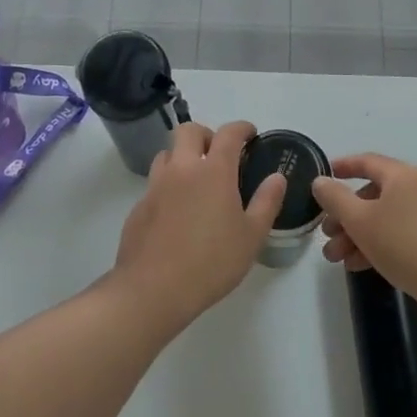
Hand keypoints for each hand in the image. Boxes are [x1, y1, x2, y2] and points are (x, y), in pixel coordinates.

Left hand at [110, 119, 285, 334]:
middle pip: (189, 130)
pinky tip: (177, 212)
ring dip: (183, 156)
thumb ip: (266, 202)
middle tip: (219, 154)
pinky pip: (155, 182)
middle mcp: (182, 169)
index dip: (242, 128)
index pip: (228, 133)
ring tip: (196, 180)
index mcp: (213, 171)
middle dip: (207, 134)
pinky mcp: (139, 205)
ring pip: (167, 153)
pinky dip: (168, 184)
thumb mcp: (251, 236)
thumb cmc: (211, 262)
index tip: (250, 134)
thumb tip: (277, 177)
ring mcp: (156, 185)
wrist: (153, 289)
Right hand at [311, 153, 416, 329]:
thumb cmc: (406, 245)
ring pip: (384, 218)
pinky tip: (358, 266)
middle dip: (344, 215)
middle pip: (372, 194)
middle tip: (326, 234)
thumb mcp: (362, 221)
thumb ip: (336, 199)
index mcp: (402, 175)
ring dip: (357, 235)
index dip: (342, 167)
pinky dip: (377, 245)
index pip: (366, 161)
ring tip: (336, 258)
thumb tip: (321, 181)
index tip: (322, 178)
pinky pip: (398, 235)